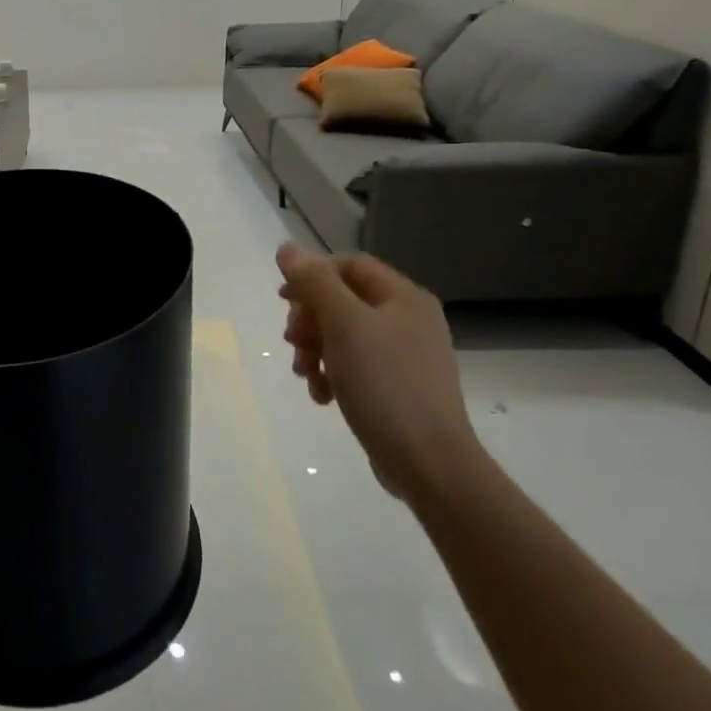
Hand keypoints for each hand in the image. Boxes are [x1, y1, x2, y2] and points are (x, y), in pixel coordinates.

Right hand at [276, 244, 480, 506]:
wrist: (428, 462)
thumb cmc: (385, 383)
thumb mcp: (344, 324)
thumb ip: (314, 282)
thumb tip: (287, 248)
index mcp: (403, 297)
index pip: (348, 266)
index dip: (312, 276)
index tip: (283, 300)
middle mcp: (408, 320)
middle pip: (342, 301)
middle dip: (310, 320)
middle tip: (294, 342)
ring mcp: (405, 356)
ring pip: (343, 336)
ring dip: (315, 350)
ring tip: (305, 375)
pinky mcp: (397, 387)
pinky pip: (354, 366)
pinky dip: (332, 374)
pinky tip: (322, 395)